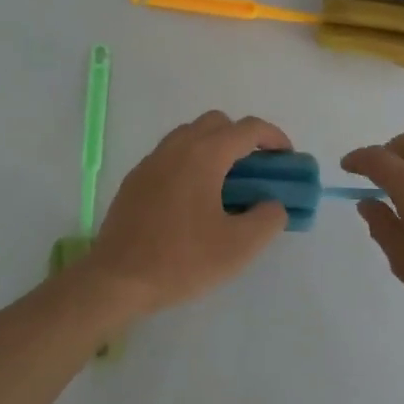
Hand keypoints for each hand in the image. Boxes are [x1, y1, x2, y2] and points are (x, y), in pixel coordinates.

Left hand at [81, 111, 292, 314]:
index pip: (248, 129)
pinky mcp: (135, 179)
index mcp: (204, 155)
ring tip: (227, 183)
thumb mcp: (239, 247)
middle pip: (217, 123)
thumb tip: (273, 204)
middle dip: (242, 138)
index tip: (287, 159)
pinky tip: (194, 199)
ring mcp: (151, 161)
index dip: (274, 137)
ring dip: (214, 147)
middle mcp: (176, 147)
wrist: (117, 280)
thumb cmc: (181, 260)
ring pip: (190, 135)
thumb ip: (268, 218)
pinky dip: (190, 162)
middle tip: (256, 170)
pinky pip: (170, 155)